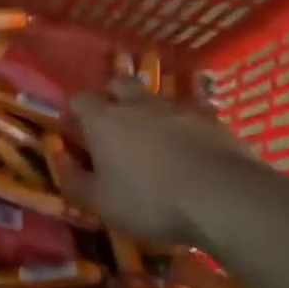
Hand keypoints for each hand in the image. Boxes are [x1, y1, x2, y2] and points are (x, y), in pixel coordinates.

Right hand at [61, 80, 250, 245]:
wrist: (225, 198)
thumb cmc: (150, 200)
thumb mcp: (100, 203)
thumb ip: (75, 183)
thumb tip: (62, 166)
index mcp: (104, 120)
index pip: (79, 99)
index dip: (75, 113)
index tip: (77, 134)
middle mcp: (139, 104)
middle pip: (119, 84)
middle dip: (112, 99)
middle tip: (114, 129)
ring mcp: (179, 109)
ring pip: (156, 100)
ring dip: (149, 114)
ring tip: (153, 145)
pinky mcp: (213, 121)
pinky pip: (188, 117)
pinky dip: (182, 130)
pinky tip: (188, 155)